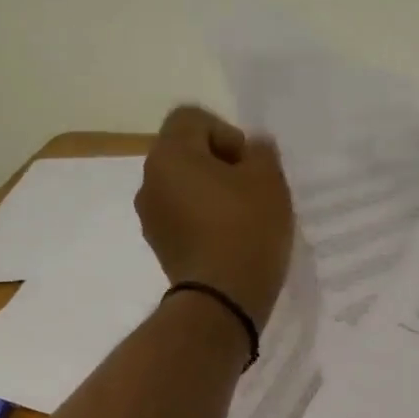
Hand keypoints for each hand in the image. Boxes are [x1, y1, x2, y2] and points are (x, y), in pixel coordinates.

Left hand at [136, 106, 293, 328]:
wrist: (223, 300)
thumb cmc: (246, 229)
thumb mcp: (268, 179)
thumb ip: (261, 151)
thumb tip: (251, 148)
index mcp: (169, 155)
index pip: (192, 118)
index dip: (226, 131)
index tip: (248, 163)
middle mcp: (149, 180)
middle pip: (186, 152)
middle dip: (221, 163)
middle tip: (253, 188)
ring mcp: (150, 216)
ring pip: (185, 186)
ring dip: (212, 192)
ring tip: (245, 216)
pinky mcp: (159, 245)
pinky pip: (183, 216)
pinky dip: (204, 218)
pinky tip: (231, 238)